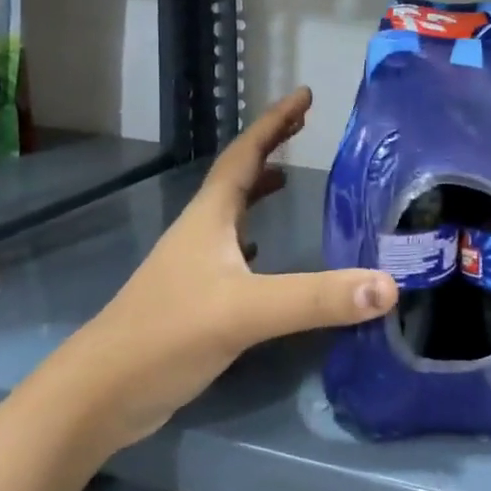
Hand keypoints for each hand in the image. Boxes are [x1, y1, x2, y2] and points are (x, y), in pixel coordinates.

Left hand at [74, 88, 397, 446]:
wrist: (102, 394)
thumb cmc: (168, 335)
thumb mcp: (247, 311)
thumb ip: (316, 298)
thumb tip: (388, 285)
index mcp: (210, 217)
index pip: (245, 154)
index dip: (274, 122)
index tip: (304, 95)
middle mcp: (200, 232)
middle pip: (238, 176)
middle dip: (270, 147)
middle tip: (304, 127)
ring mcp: (194, 265)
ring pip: (232, 213)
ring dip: (260, 190)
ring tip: (291, 180)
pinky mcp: (194, 297)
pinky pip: (232, 251)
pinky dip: (254, 236)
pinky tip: (266, 251)